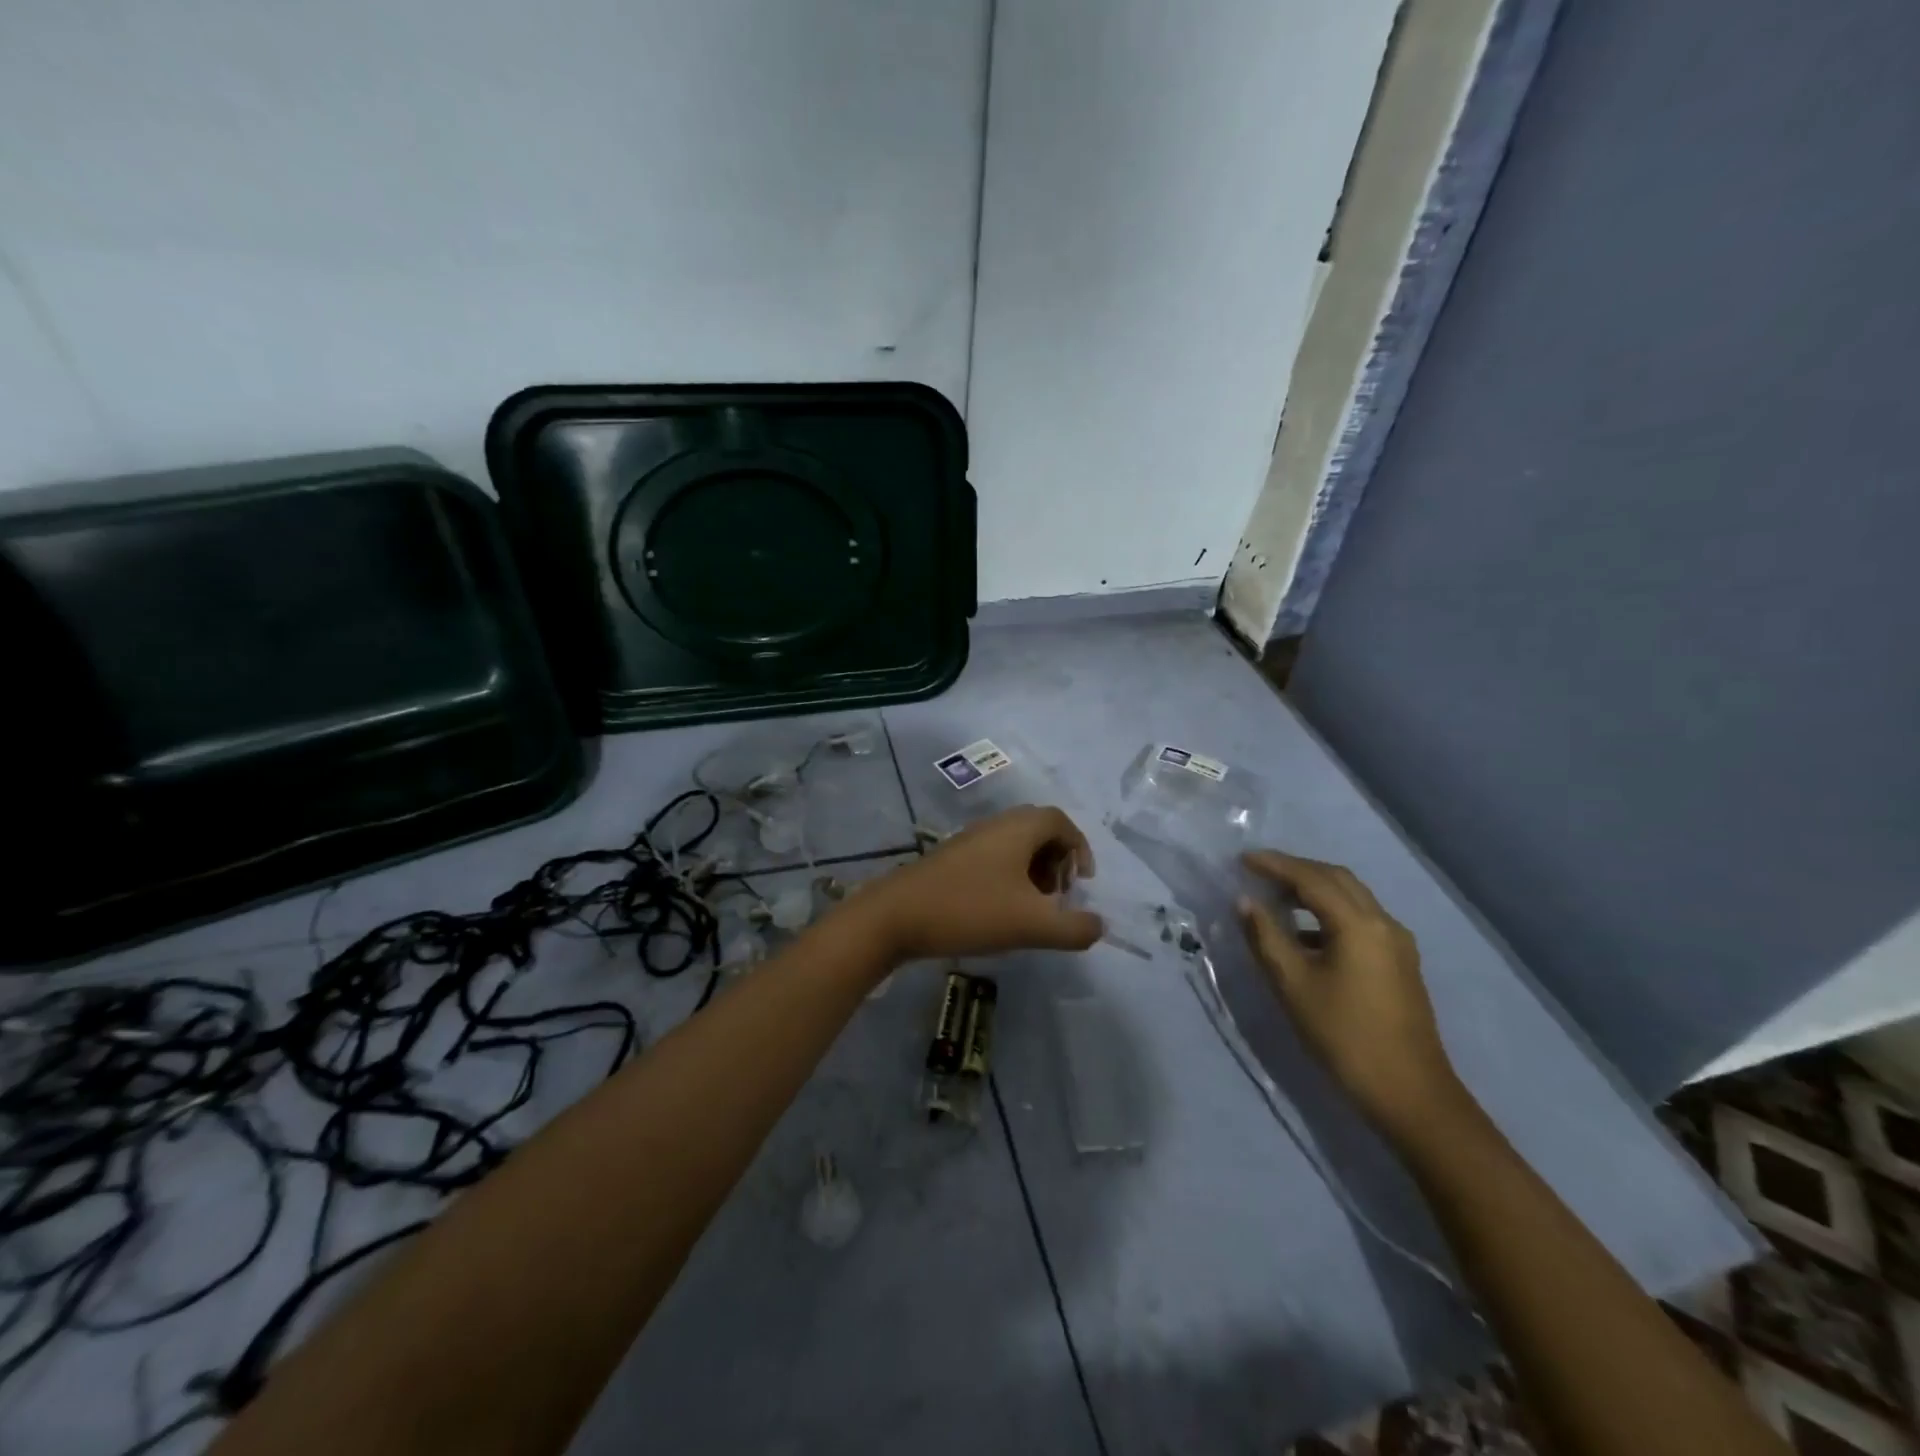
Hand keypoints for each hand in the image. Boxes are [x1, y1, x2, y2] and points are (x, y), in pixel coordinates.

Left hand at [859, 806, 1103, 961]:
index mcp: (1018, 828)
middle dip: (1057, 862)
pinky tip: (1001, 911)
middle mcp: (995, 825)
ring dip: (1033, 872)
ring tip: (1033, 908)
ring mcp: (970, 840)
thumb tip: (1099, 925)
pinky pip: (993, 857)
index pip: (1061, 821)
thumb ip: (1073, 928)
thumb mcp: (1031, 925)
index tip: (1083, 883)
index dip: (1080, 848)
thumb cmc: (970, 910)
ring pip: (1015, 845)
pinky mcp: (951, 859)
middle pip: (1039, 831)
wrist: (895, 916)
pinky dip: (1009, 877)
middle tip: (1058, 896)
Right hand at [1237, 851, 1463, 1142]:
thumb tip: (1245, 902)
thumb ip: (1266, 937)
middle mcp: (1383, 923)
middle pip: (1337, 879)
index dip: (1274, 865)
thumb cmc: (1344, 1036)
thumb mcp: (1294, 985)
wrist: (1409, 1094)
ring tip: (1276, 898)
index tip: (1242, 859)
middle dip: (1296, 870)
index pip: (1311, 878)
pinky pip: (1360, 920)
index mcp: (1359, 924)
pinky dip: (1328, 913)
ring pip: (1351, 898)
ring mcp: (1396, 943)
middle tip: (1259, 873)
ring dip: (1313, 890)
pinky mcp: (1399, 963)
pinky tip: (1304, 936)